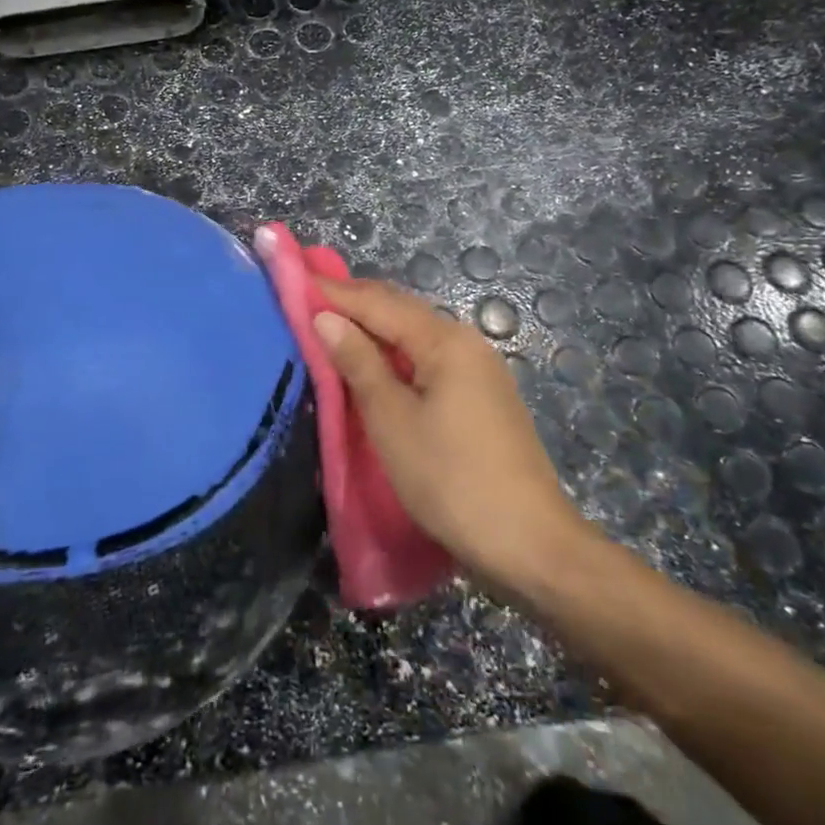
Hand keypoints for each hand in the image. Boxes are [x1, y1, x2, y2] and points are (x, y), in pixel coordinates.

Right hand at [311, 276, 594, 587]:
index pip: (378, 302)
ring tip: (329, 327)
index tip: (293, 280)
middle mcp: (465, 341)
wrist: (530, 544)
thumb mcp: (392, 421)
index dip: (334, 291)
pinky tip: (372, 363)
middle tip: (305, 299)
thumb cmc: (451, 480)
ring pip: (414, 334)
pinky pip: (427, 357)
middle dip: (352, 303)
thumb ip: (358, 363)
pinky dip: (393, 353)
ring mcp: (478, 368)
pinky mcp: (481, 395)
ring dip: (372, 328)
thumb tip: (326, 317)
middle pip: (400, 310)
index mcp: (445, 340)